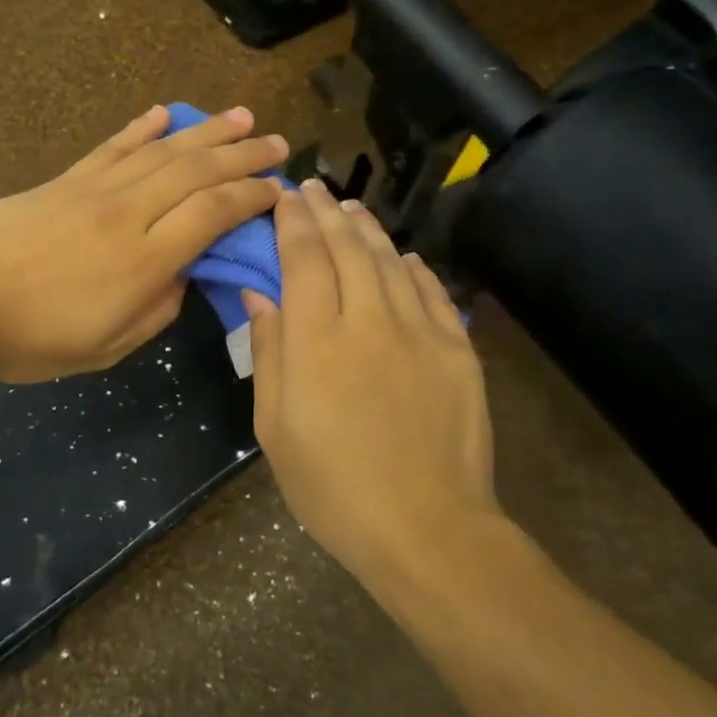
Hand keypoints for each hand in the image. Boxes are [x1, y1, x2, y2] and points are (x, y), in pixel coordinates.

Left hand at [0, 106, 286, 382]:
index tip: (278, 190)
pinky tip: (164, 113)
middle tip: (278, 144)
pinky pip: (111, 148)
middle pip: (196, 173)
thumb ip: (156, 311)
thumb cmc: (30, 340)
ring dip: (206, 131)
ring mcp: (92, 190)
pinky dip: (141, 128)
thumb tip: (183, 274)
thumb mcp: (106, 348)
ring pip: (161, 152)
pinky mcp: (63, 181)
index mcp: (143, 262)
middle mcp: (126, 214)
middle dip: (242, 155)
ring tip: (241, 117)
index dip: (250, 197)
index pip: (212, 214)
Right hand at [243, 180, 499, 591]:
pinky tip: (405, 256)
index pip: (303, 258)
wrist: (427, 528)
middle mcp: (368, 320)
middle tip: (312, 188)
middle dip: (326, 212)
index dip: (292, 221)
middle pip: (347, 248)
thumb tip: (259, 295)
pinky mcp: (457, 350)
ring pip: (391, 262)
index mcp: (316, 340)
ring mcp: (420, 332)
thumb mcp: (274, 428)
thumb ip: (268, 353)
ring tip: (351, 210)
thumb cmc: (332, 487)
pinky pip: (434, 293)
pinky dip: (416, 268)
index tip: (283, 196)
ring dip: (368, 230)